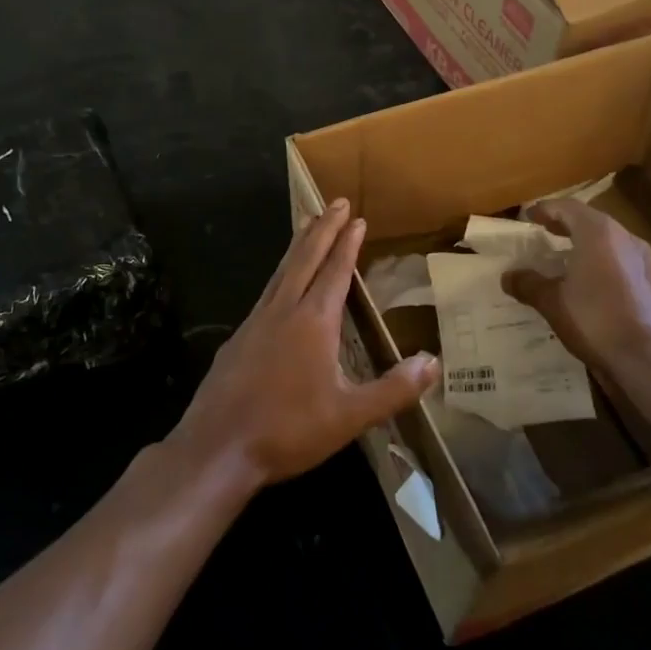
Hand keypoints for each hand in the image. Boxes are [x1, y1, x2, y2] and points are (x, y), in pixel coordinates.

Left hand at [171, 199, 438, 488]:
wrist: (217, 447)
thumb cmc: (287, 430)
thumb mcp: (349, 416)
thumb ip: (393, 389)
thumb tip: (433, 362)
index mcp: (313, 322)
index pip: (335, 271)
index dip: (347, 243)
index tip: (356, 217)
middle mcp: (283, 311)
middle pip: (305, 259)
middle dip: (322, 229)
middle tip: (335, 202)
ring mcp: (256, 322)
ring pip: (282, 271)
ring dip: (299, 245)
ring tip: (308, 225)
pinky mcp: (238, 339)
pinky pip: (267, 291)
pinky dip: (281, 273)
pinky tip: (280, 284)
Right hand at [502, 198, 650, 372]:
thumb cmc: (596, 321)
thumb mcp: (552, 303)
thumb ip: (529, 284)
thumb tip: (508, 276)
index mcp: (599, 233)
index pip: (567, 208)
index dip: (545, 210)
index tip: (528, 216)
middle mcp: (626, 239)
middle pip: (591, 222)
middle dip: (567, 225)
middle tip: (546, 232)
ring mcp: (647, 261)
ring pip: (611, 243)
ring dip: (587, 246)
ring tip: (567, 260)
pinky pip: (624, 264)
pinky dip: (604, 266)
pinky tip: (593, 287)